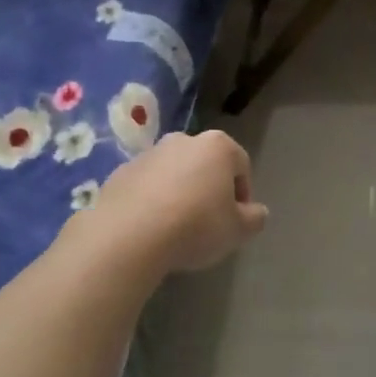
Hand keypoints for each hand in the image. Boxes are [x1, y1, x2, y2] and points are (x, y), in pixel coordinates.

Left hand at [84, 130, 269, 273]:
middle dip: (210, 188)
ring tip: (177, 227)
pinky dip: (152, 200)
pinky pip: (146, 186)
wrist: (129, 236)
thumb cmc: (195, 226)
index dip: (243, 194)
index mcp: (217, 146)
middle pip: (205, 164)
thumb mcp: (238, 230)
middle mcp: (182, 140)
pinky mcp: (119, 173)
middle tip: (209, 222)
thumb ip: (254, 218)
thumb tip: (256, 212)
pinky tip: (151, 227)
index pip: (241, 165)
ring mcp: (148, 154)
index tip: (237, 220)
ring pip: (173, 173)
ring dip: (179, 193)